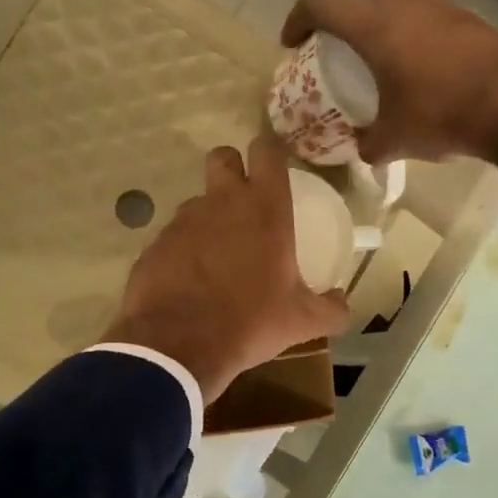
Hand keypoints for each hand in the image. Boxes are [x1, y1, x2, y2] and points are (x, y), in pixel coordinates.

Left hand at [101, 132, 349, 403]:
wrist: (179, 346)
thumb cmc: (250, 323)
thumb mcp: (302, 321)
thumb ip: (332, 309)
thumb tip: (342, 302)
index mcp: (264, 210)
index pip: (267, 151)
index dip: (272, 152)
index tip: (277, 169)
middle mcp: (221, 203)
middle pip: (223, 157)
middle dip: (233, 169)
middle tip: (244, 201)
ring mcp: (183, 221)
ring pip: (197, 201)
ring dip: (209, 217)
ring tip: (219, 256)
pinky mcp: (155, 244)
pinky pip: (174, 237)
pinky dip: (184, 250)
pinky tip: (191, 281)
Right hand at [280, 0, 497, 178]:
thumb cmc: (441, 115)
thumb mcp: (394, 140)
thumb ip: (370, 142)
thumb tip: (363, 149)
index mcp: (374, 25)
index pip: (320, 1)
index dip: (298, 17)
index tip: (293, 42)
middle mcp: (405, 1)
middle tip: (345, 23)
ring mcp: (443, 4)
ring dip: (388, 1)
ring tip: (386, 39)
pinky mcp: (471, 16)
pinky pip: (434, 6)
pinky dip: (420, 21)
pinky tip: (423, 56)